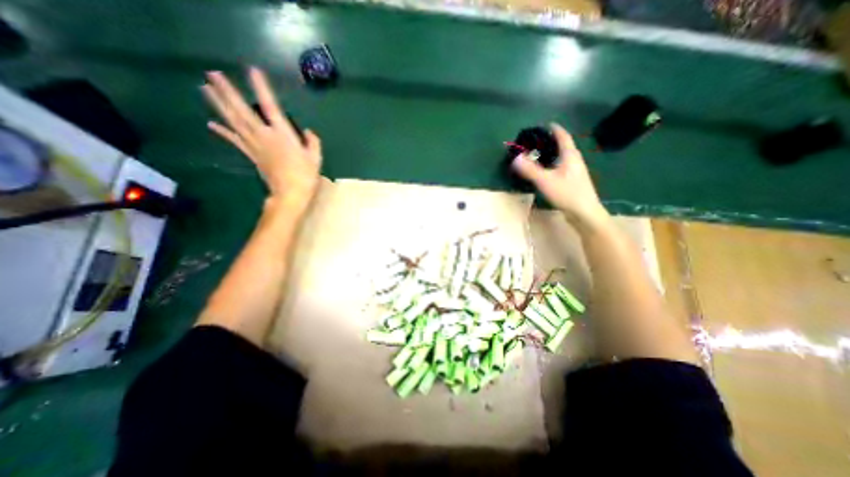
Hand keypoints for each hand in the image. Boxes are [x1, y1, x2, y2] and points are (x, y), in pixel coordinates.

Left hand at [201, 68, 322, 215]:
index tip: (252, 71)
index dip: (261, 89)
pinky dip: (223, 132)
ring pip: (234, 122)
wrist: (290, 194)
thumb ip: (313, 143)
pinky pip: (235, 141)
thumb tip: (309, 132)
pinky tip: (211, 123)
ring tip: (205, 88)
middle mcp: (265, 136)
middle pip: (243, 111)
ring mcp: (255, 145)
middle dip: (227, 92)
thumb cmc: (306, 176)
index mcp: (282, 135)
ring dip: (219, 105)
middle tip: (211, 73)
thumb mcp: (315, 158)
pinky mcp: (251, 155)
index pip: (270, 107)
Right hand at [510, 121, 611, 226]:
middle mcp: (574, 161)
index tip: (546, 124)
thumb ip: (530, 170)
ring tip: (538, 155)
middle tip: (536, 141)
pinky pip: (561, 167)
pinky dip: (552, 164)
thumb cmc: (567, 193)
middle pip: (563, 146)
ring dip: (551, 154)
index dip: (555, 129)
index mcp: (570, 156)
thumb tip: (516, 158)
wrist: (584, 213)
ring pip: (562, 158)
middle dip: (551, 142)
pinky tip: (545, 172)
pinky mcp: (573, 182)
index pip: (563, 137)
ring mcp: (575, 172)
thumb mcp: (546, 181)